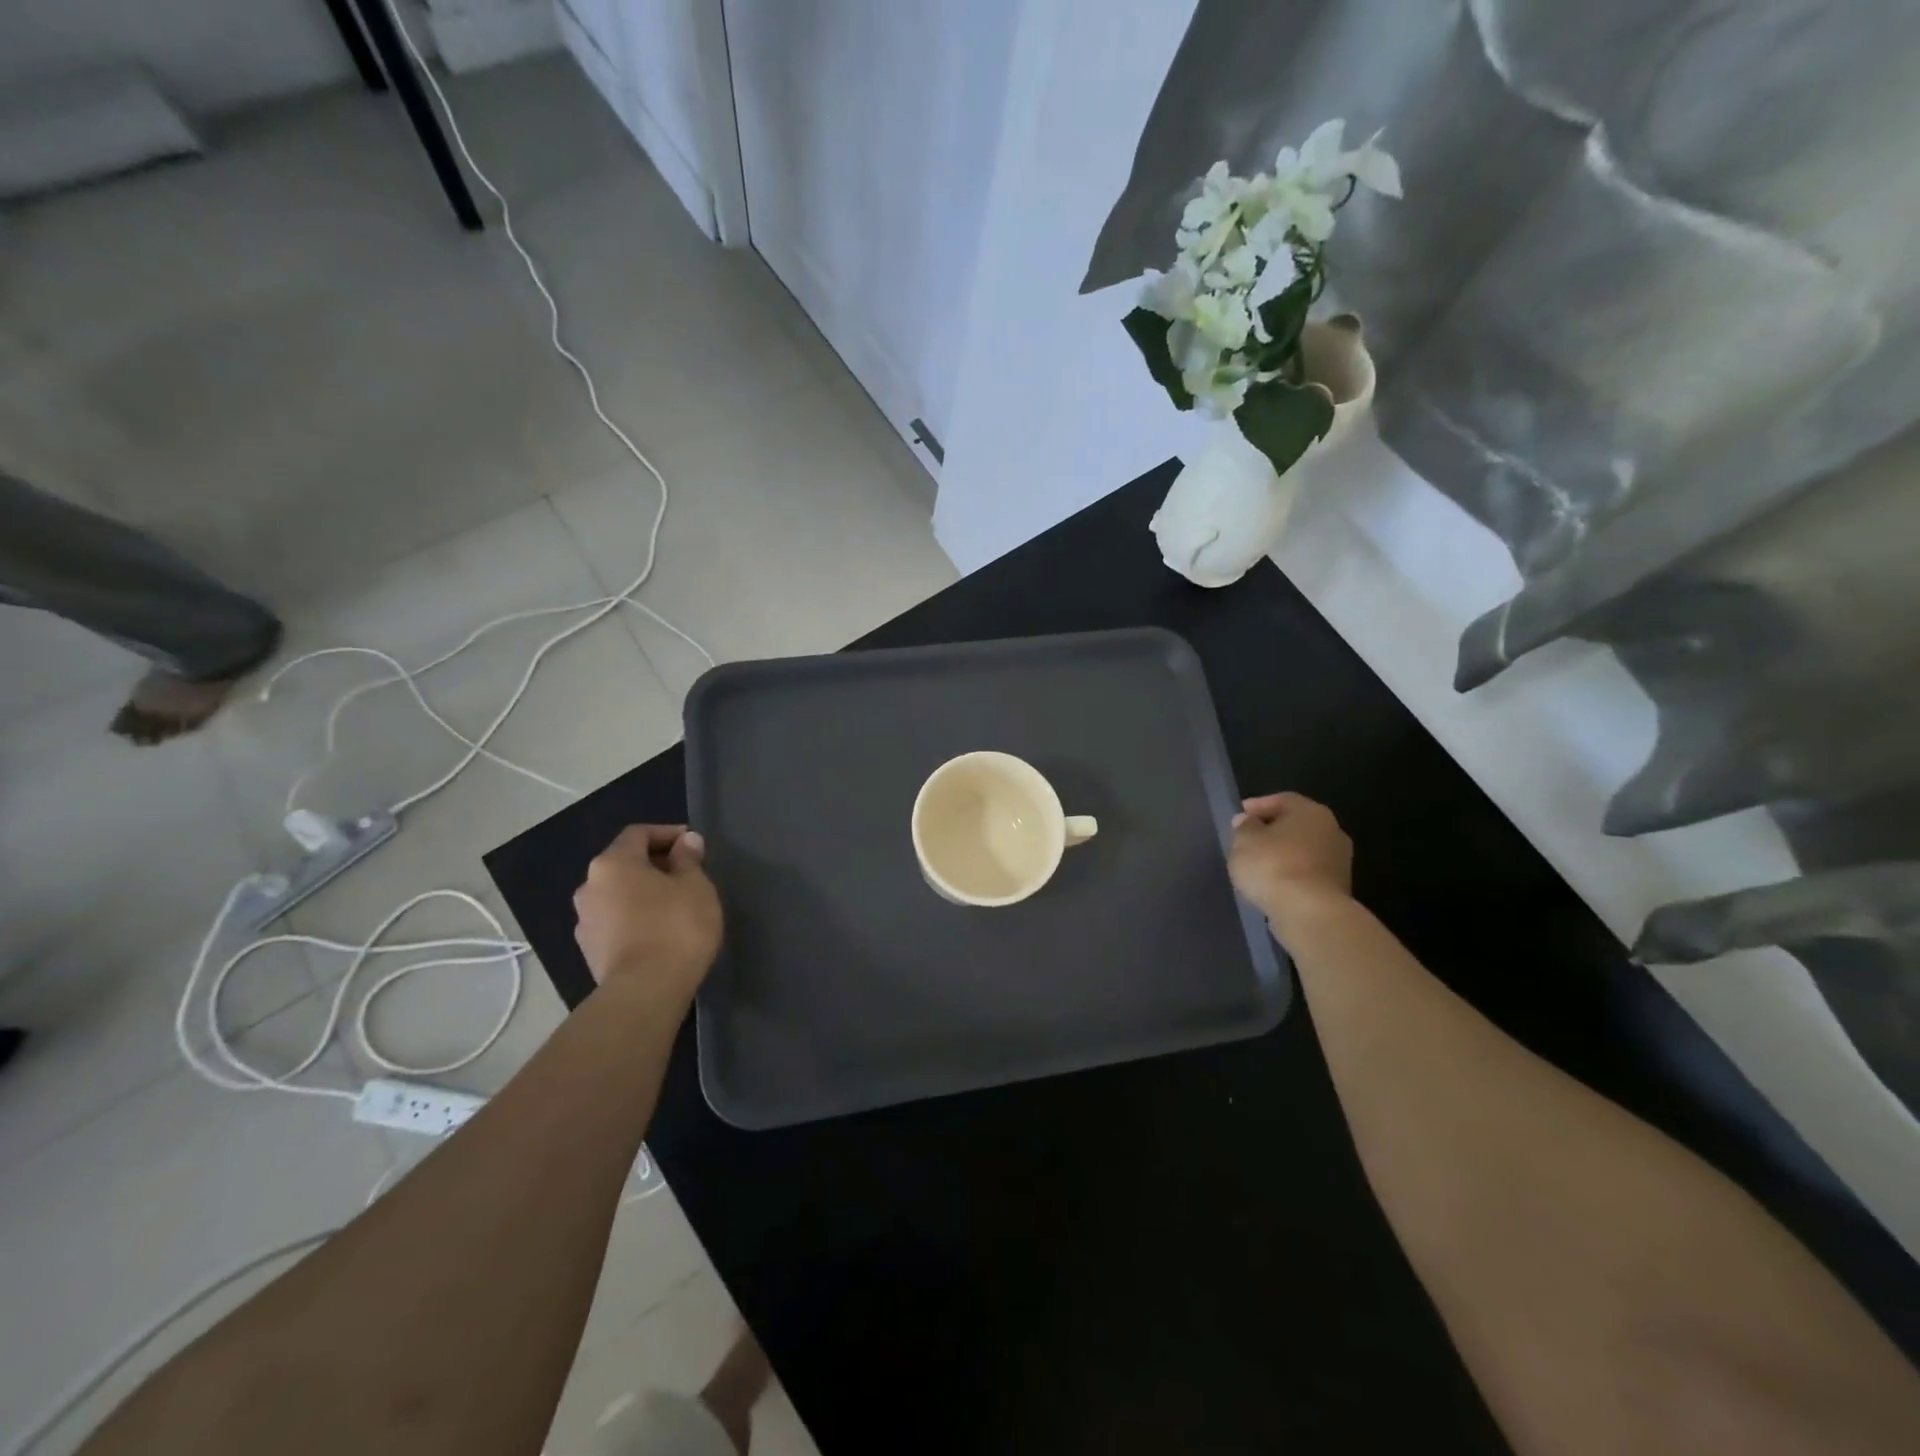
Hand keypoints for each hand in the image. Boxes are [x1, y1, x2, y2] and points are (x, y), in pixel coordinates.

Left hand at [573, 825, 722, 1001]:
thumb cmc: (675, 927)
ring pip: (618, 894)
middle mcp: (589, 886)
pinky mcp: (589, 951)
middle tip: (688, 875)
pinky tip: (659, 931)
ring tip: (675, 906)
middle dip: (656, 865)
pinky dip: (636, 918)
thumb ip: (689, 859)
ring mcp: (585, 921)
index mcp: (612, 863)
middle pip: (625, 864)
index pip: (638, 833)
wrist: (645, 992)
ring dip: (644, 893)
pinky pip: (616, 921)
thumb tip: (686, 841)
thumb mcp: (695, 886)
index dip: (668, 834)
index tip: (693, 845)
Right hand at [1229, 792, 1353, 936]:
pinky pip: (1307, 874)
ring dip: (1283, 855)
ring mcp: (1339, 861)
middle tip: (1248, 840)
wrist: (1310, 913)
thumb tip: (1247, 822)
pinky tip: (1273, 885)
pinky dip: (1291, 875)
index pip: (1282, 800)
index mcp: (1311, 812)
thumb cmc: (1273, 866)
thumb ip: (1244, 827)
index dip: (1258, 806)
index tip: (1239, 816)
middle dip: (1272, 831)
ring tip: (1258, 866)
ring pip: (1303, 851)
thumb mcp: (1244, 841)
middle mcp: (1332, 831)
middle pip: (1296, 825)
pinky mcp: (1338, 889)